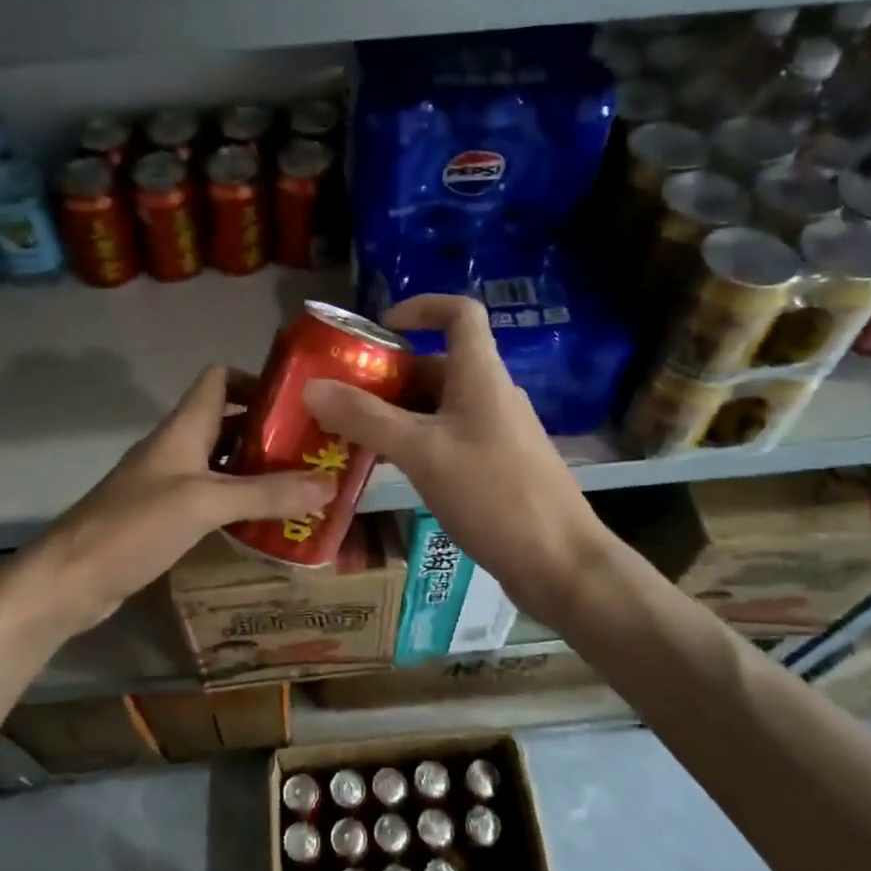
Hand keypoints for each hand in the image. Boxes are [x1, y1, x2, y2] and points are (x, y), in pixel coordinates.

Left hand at [17, 367, 334, 635]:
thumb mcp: (204, 503)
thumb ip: (266, 493)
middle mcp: (177, 448)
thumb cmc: (134, 526)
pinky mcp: (165, 517)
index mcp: (183, 428)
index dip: (258, 381)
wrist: (70, 579)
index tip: (301, 404)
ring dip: (259, 471)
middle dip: (271, 433)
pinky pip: (212, 499)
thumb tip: (330, 483)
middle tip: (317, 453)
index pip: (219, 379)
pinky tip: (267, 523)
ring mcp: (169, 484)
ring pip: (223, 464)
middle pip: (228, 423)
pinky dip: (240, 504)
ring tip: (305, 487)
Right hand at [302, 295, 609, 624]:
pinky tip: (387, 469)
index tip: (379, 327)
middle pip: (437, 365)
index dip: (421, 307)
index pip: (460, 313)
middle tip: (340, 396)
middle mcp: (491, 395)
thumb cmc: (493, 494)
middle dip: (387, 375)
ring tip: (350, 434)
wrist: (559, 563)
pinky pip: (447, 439)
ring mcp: (495, 433)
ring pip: (438, 407)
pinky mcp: (495, 468)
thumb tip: (311, 387)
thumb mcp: (422, 452)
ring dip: (395, 413)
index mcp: (481, 375)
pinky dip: (414, 443)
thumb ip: (365, 418)